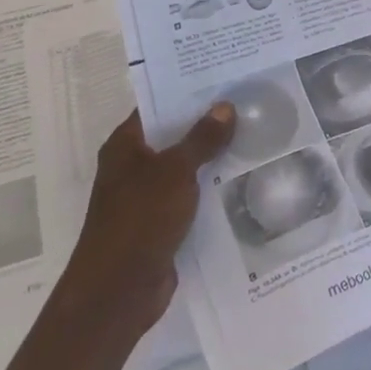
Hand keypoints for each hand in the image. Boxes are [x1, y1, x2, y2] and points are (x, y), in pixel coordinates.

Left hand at [61, 103, 235, 336]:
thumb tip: (225, 106)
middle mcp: (132, 166)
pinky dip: (210, 187)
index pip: (158, 105)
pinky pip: (190, 195)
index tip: (223, 75)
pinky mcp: (160, 223)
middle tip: (247, 101)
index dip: (188, 90)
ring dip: (212, 156)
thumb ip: (202, 138)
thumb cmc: (139, 220)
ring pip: (185, 166)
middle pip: (174, 135)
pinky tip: (242, 177)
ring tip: (253, 133)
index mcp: (125, 145)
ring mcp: (145, 196)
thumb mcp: (175, 171)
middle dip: (207, 122)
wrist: (117, 294)